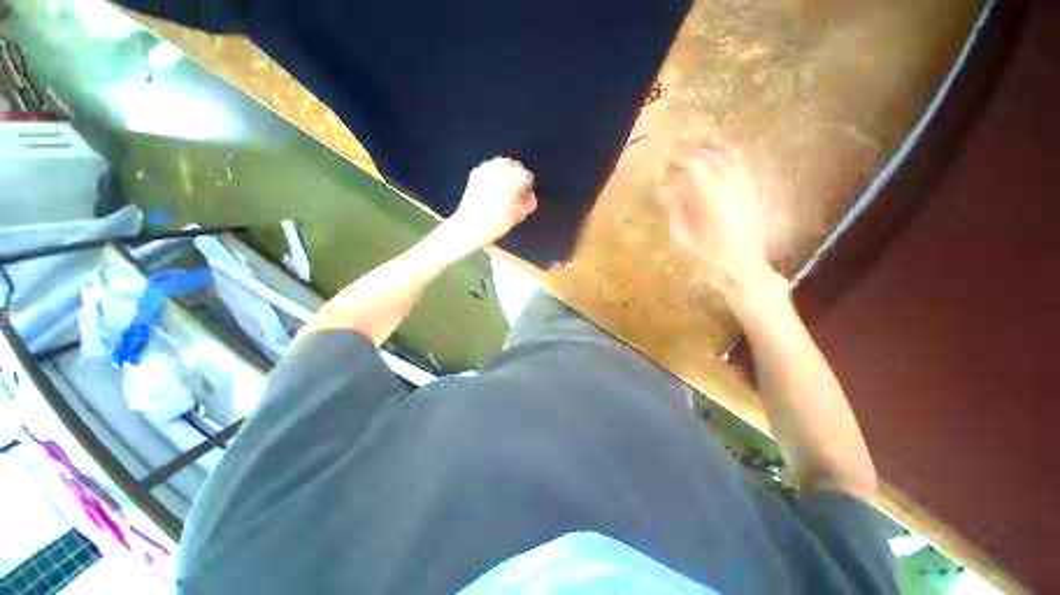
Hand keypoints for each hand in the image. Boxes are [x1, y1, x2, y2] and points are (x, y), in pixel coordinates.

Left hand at [448, 157, 537, 247]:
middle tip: (517, 191)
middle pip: (514, 166)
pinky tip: (492, 187)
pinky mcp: (475, 173)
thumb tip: (530, 198)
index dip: (529, 187)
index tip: (527, 197)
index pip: (527, 176)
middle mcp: (500, 168)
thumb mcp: (518, 215)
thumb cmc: (497, 222)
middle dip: (517, 176)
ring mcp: (486, 168)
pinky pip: (489, 168)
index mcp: (514, 177)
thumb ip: (527, 204)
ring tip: (505, 188)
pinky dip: (494, 174)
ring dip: (506, 173)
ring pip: (501, 164)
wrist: (470, 225)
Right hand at [659, 140, 771, 287]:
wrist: (742, 272)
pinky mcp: (754, 198)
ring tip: (709, 141)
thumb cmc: (706, 260)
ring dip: (720, 148)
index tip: (671, 156)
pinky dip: (735, 160)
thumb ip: (674, 211)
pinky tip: (728, 160)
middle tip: (687, 145)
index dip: (682, 157)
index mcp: (711, 198)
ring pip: (736, 159)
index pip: (696, 165)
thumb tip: (664, 190)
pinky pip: (745, 170)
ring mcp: (747, 191)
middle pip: (717, 156)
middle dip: (700, 147)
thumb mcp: (682, 238)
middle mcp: (732, 188)